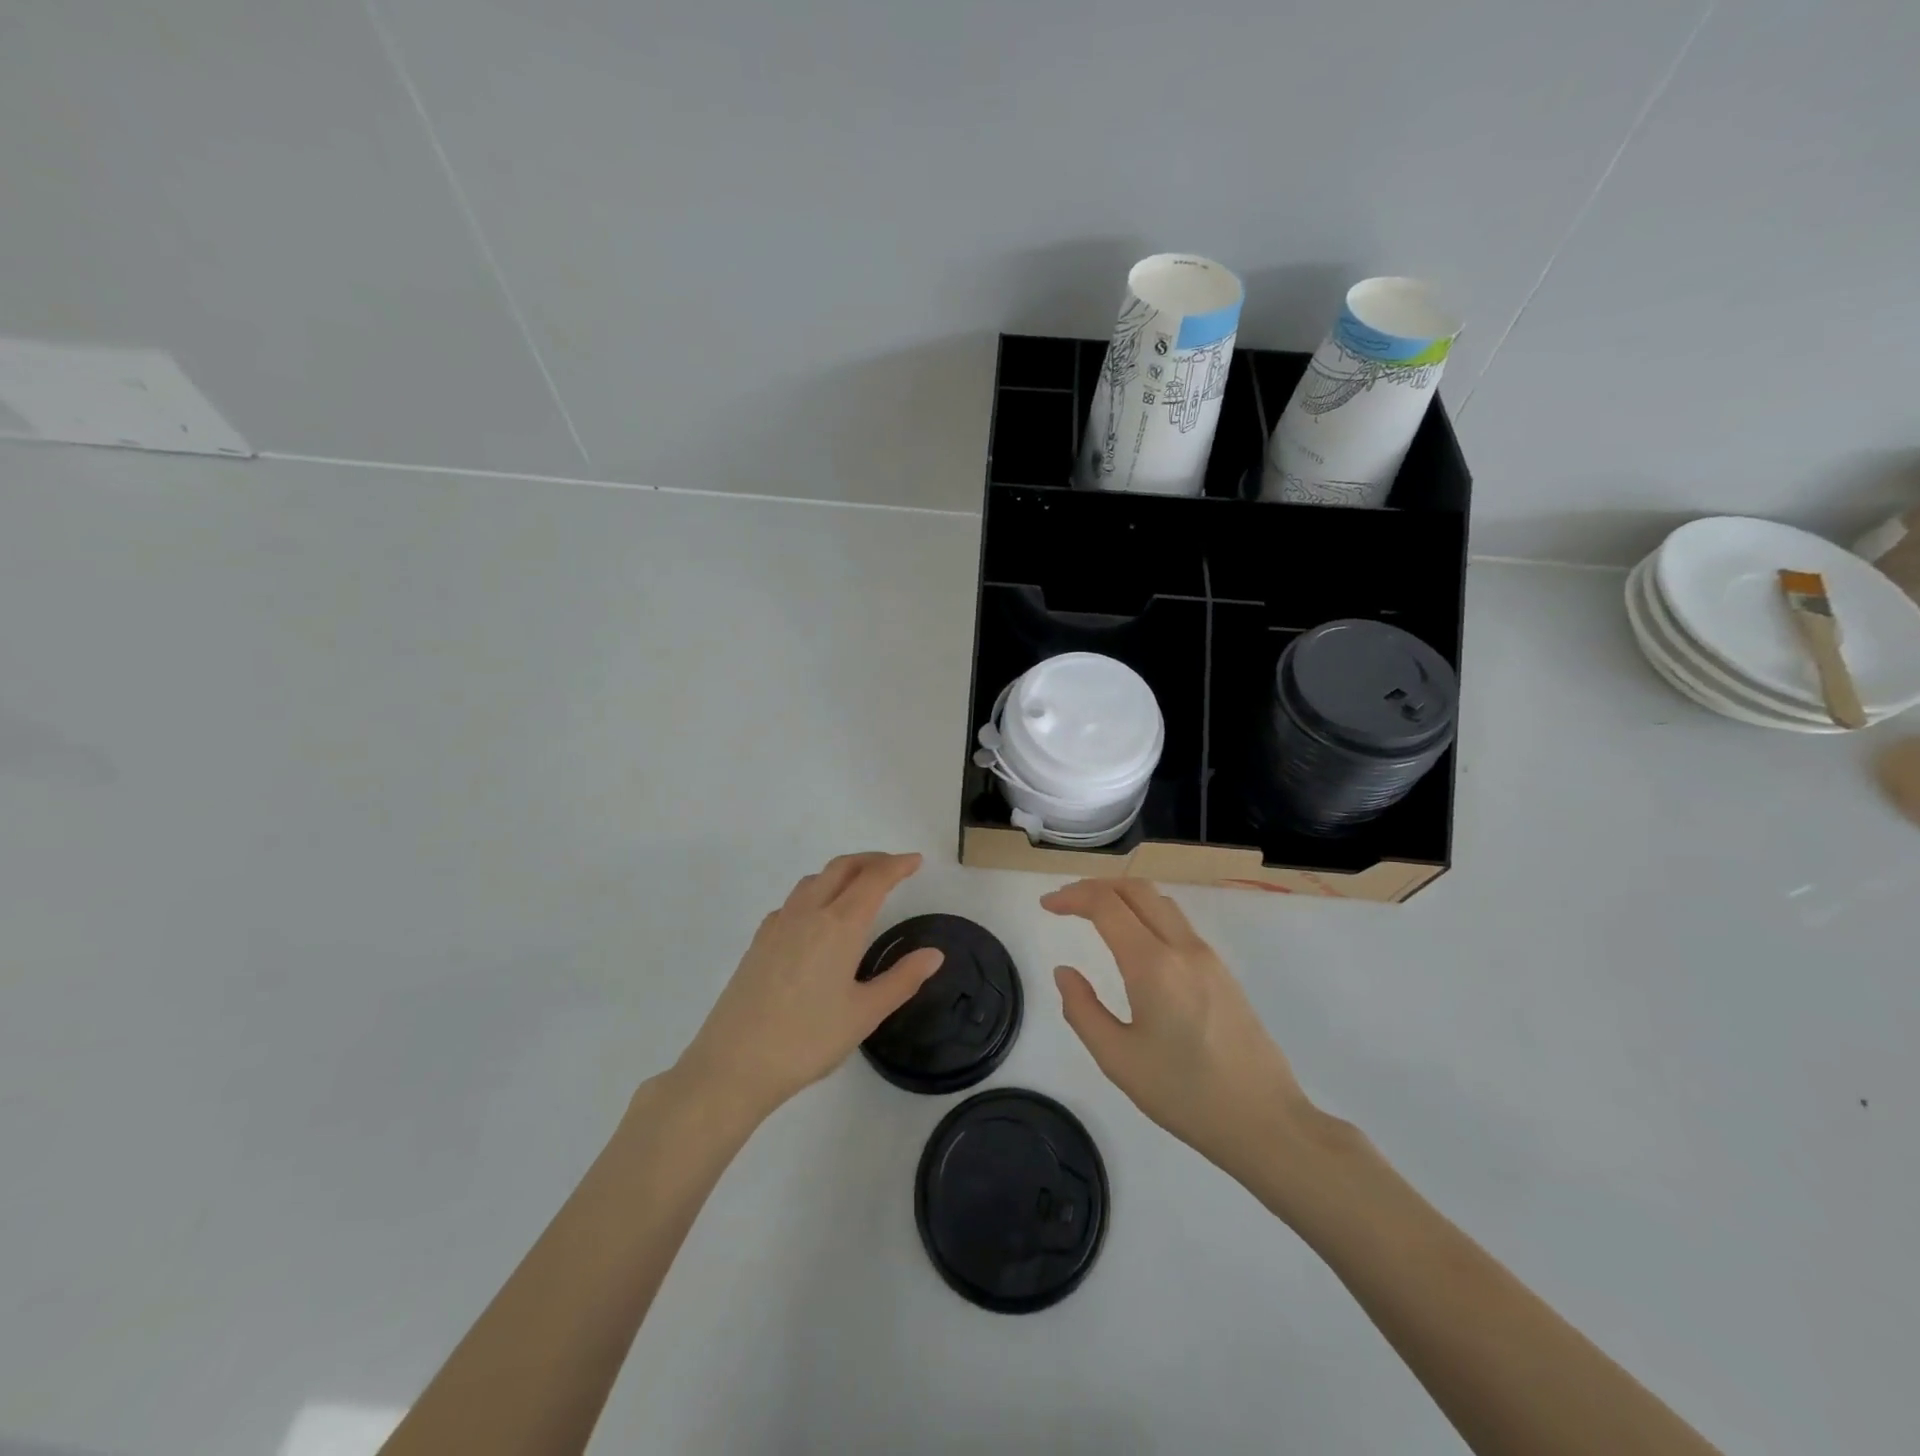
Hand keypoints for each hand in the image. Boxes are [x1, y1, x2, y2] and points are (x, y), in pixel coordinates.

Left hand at [677, 852, 943, 1122]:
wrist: (733, 1064)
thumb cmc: (807, 1040)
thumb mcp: (864, 1014)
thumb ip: (902, 979)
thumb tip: (934, 954)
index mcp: (840, 925)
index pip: (874, 879)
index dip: (898, 865)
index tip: (916, 860)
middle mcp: (808, 913)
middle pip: (842, 867)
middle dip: (871, 860)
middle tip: (894, 867)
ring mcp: (779, 924)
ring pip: (815, 879)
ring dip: (842, 872)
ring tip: (859, 887)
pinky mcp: (759, 940)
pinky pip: (793, 900)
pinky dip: (816, 892)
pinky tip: (818, 919)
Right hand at [1044, 879, 1315, 1180]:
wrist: (1266, 1121)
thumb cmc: (1185, 1094)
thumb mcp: (1118, 1060)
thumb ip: (1082, 1010)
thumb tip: (1065, 972)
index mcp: (1153, 965)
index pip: (1106, 905)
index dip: (1072, 896)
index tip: (1047, 906)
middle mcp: (1183, 948)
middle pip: (1136, 889)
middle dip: (1096, 887)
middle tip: (1066, 903)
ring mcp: (1208, 957)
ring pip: (1160, 902)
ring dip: (1123, 896)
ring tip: (1095, 915)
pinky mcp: (1223, 971)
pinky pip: (1177, 923)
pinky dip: (1146, 914)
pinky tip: (1134, 941)